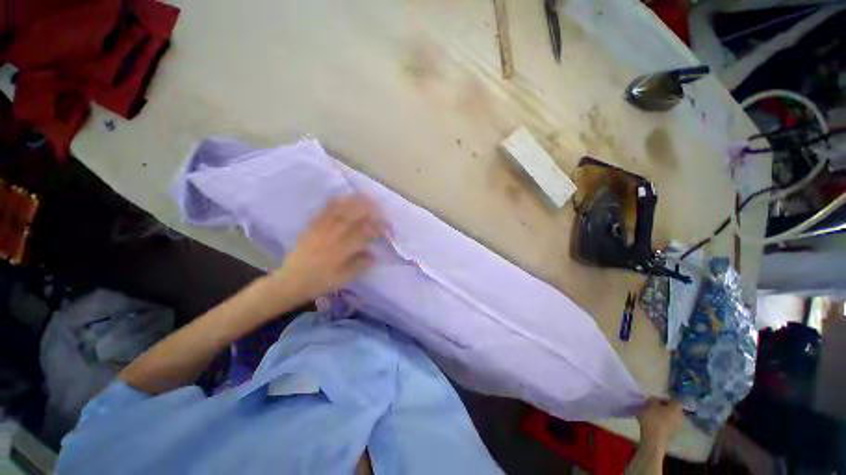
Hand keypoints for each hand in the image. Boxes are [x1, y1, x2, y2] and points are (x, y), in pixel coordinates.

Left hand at [270, 194, 384, 303]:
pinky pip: (323, 212)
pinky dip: (334, 203)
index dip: (377, 228)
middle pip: (353, 217)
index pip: (364, 233)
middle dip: (368, 209)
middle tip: (380, 205)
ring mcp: (320, 229)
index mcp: (341, 250)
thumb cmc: (319, 282)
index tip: (387, 227)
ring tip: (365, 196)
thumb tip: (374, 255)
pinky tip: (342, 197)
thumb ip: (359, 265)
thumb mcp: (342, 279)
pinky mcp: (311, 227)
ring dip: (353, 202)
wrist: (290, 281)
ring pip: (339, 211)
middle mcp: (332, 236)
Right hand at [637, 398, 682, 452]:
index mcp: (676, 408)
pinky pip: (666, 424)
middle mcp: (680, 417)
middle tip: (651, 406)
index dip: (664, 399)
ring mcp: (676, 426)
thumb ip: (653, 400)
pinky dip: (660, 422)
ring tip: (649, 414)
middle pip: (671, 409)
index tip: (654, 400)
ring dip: (660, 415)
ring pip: (669, 417)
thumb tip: (654, 400)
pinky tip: (651, 422)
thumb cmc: (653, 419)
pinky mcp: (671, 433)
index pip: (673, 400)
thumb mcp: (650, 405)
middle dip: (661, 407)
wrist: (654, 439)